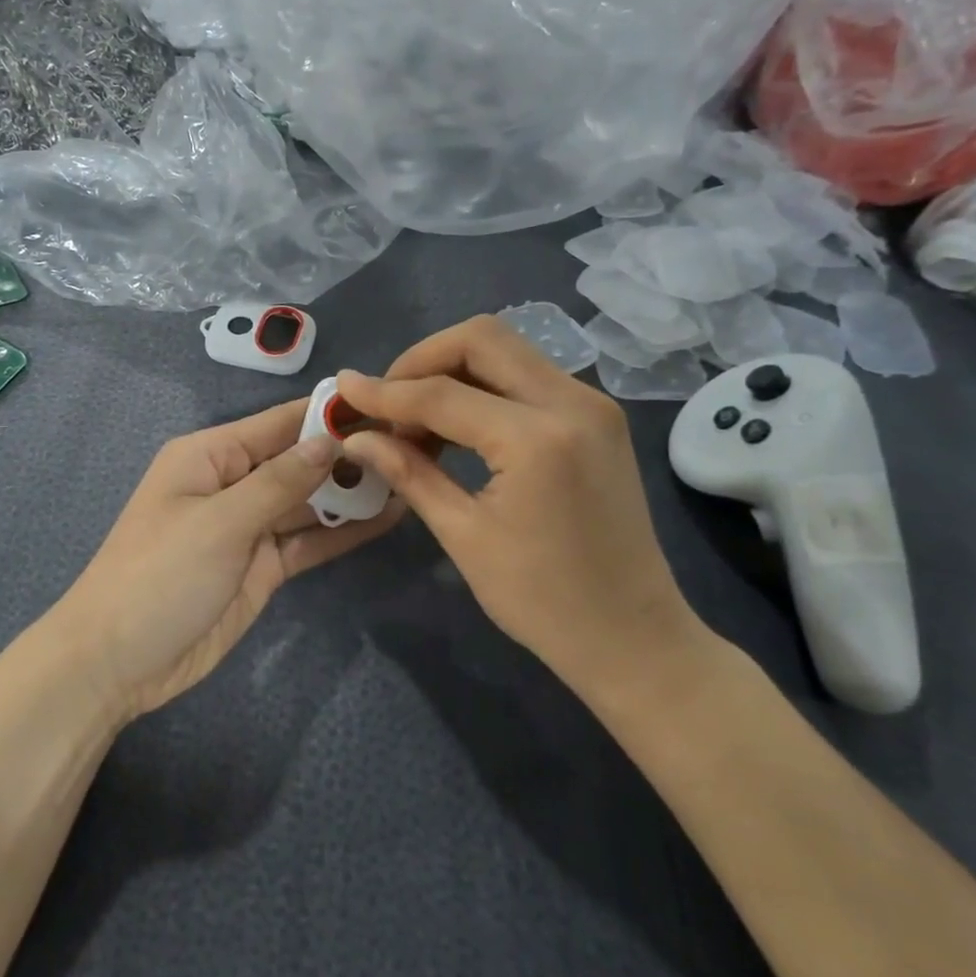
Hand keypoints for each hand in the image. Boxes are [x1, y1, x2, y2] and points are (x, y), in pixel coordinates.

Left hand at [52, 399, 404, 722]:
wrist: (118, 662)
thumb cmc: (159, 576)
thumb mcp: (219, 522)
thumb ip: (278, 482)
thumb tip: (328, 440)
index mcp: (210, 457)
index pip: (277, 424)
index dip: (327, 414)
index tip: (385, 406)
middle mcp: (232, 484)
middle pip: (298, 461)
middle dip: (348, 454)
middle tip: (417, 444)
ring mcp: (249, 528)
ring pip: (308, 501)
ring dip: (351, 493)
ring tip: (414, 476)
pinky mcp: (262, 567)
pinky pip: (307, 540)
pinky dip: (341, 531)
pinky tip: (387, 519)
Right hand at [333, 316, 710, 701]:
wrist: (633, 637)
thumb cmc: (542, 601)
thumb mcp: (464, 535)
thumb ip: (409, 472)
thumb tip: (356, 437)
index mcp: (538, 439)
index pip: (443, 394)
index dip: (385, 391)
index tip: (342, 388)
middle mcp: (573, 403)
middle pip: (481, 339)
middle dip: (422, 360)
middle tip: (387, 400)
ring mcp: (592, 405)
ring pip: (506, 350)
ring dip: (452, 370)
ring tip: (415, 418)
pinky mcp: (597, 417)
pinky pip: (528, 375)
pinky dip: (483, 386)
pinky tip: (456, 425)